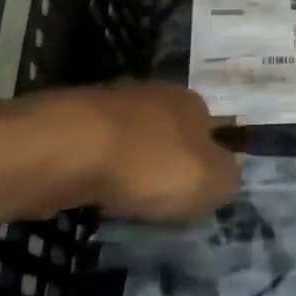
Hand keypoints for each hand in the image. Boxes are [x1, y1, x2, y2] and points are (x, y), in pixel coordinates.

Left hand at [24, 81, 238, 222]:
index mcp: (190, 102)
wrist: (67, 149)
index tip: (197, 192)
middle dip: (165, 163)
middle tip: (161, 200)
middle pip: (168, 132)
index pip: (210, 128)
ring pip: (130, 141)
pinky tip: (93, 193)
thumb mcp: (211, 181)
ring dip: (129, 168)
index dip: (207, 161)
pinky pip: (96, 152)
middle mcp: (152, 93)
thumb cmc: (149, 164)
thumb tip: (226, 173)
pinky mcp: (71, 122)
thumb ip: (228, 178)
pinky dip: (97, 172)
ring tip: (125, 202)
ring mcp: (108, 104)